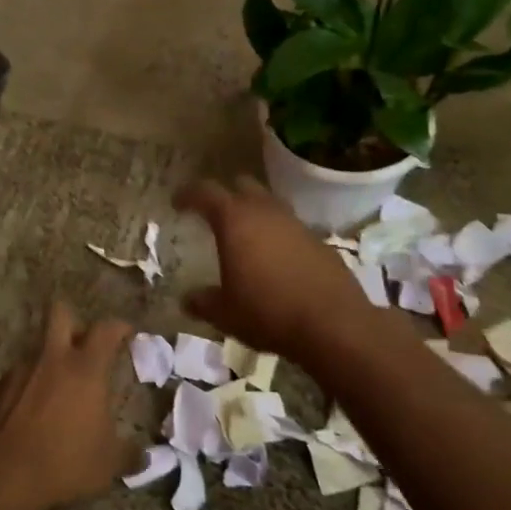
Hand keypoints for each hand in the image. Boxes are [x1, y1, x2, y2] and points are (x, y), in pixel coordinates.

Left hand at [0, 303, 136, 509]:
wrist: (0, 475)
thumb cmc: (64, 462)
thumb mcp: (108, 464)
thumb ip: (130, 455)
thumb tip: (145, 457)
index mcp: (85, 369)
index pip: (106, 330)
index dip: (119, 327)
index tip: (127, 333)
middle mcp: (51, 359)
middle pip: (60, 313)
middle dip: (74, 321)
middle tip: (84, 344)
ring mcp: (19, 370)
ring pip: (38, 348)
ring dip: (50, 359)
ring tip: (59, 389)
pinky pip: (19, 375)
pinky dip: (29, 386)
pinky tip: (33, 412)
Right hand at [173, 175, 372, 370]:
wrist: (334, 324)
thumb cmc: (267, 312)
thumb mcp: (224, 313)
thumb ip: (202, 302)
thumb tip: (187, 299)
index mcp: (235, 220)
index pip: (205, 192)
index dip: (187, 194)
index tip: (177, 203)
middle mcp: (265, 212)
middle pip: (241, 185)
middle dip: (225, 194)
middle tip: (212, 213)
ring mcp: (296, 223)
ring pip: (269, 203)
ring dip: (254, 212)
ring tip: (244, 235)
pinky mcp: (318, 240)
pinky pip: (290, 226)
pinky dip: (276, 233)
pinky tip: (273, 258)